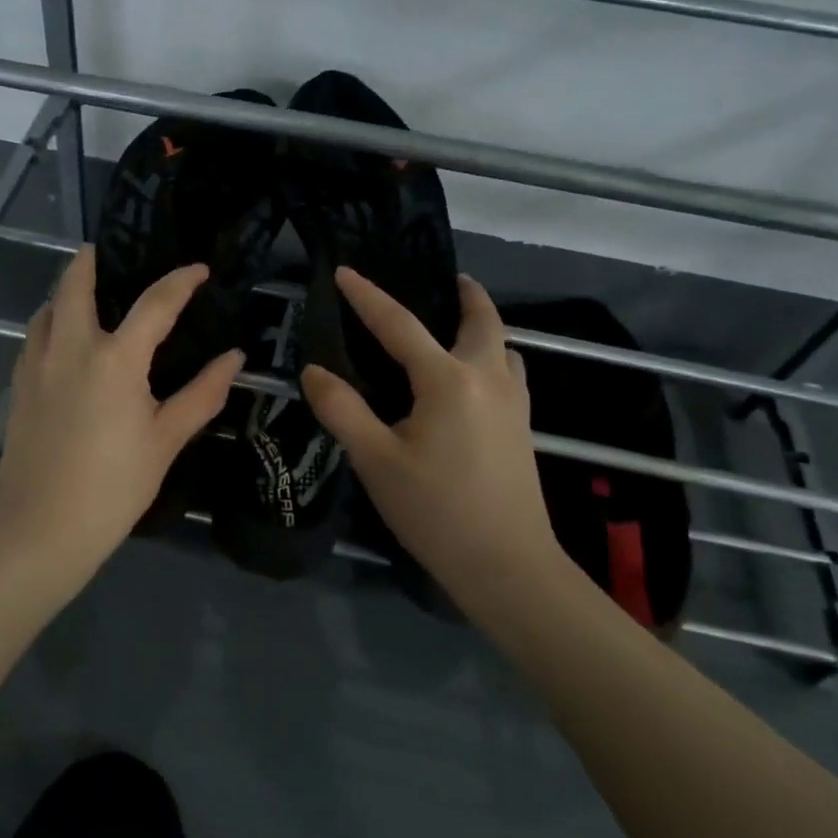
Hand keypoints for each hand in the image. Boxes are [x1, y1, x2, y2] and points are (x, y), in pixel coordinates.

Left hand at [0, 245, 242, 577]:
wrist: (42, 528)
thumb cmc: (114, 486)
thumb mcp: (166, 440)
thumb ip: (202, 394)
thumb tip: (234, 357)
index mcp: (116, 359)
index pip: (155, 303)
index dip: (180, 281)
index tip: (198, 269)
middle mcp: (71, 349)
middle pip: (75, 286)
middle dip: (89, 262)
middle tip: (103, 252)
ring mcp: (37, 366)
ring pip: (46, 310)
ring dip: (63, 292)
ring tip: (82, 293)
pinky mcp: (18, 388)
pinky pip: (32, 339)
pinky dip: (47, 323)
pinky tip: (60, 341)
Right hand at [301, 268, 562, 591]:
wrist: (507, 566)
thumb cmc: (436, 511)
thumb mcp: (375, 461)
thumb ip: (342, 410)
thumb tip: (313, 370)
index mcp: (447, 380)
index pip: (400, 324)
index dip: (368, 296)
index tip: (345, 272)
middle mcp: (487, 379)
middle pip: (483, 320)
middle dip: (467, 294)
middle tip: (448, 279)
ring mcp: (513, 403)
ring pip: (504, 347)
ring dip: (484, 327)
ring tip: (459, 326)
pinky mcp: (523, 427)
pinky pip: (510, 373)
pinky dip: (494, 357)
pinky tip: (474, 379)